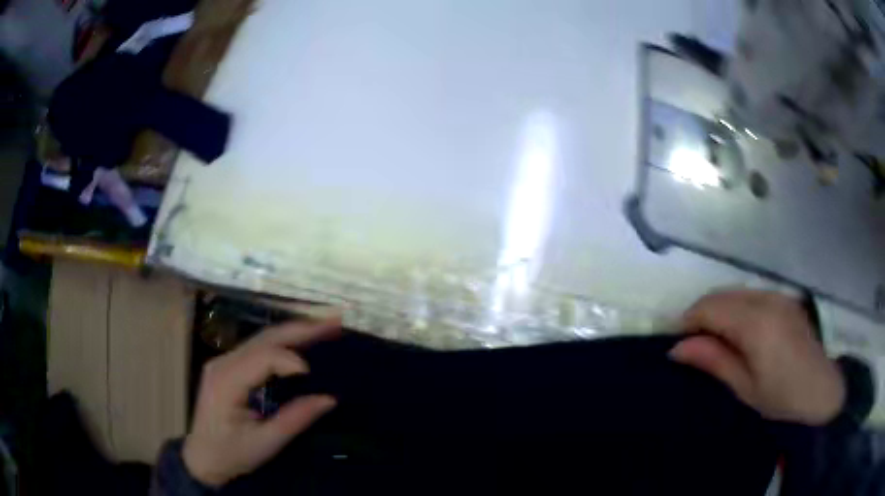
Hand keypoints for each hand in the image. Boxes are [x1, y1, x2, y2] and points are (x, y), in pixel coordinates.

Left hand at [182, 318, 340, 486]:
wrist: (202, 458)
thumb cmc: (231, 454)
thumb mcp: (265, 443)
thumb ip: (295, 419)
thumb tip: (329, 399)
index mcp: (226, 381)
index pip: (262, 357)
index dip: (290, 360)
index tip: (314, 375)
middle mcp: (223, 362)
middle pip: (264, 338)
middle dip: (301, 329)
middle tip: (334, 322)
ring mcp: (224, 361)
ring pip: (262, 338)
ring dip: (294, 331)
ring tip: (325, 327)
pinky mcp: (228, 366)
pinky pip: (258, 347)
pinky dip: (283, 342)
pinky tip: (302, 341)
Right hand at [669, 290, 845, 425]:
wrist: (822, 392)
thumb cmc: (781, 399)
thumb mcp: (745, 388)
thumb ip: (714, 361)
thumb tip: (677, 348)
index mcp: (756, 323)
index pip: (711, 307)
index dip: (688, 320)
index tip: (674, 342)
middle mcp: (767, 299)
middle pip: (722, 294)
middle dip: (701, 314)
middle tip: (690, 344)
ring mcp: (779, 296)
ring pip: (736, 292)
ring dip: (719, 309)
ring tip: (713, 340)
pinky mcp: (786, 300)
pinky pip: (752, 296)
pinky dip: (737, 308)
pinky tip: (739, 332)